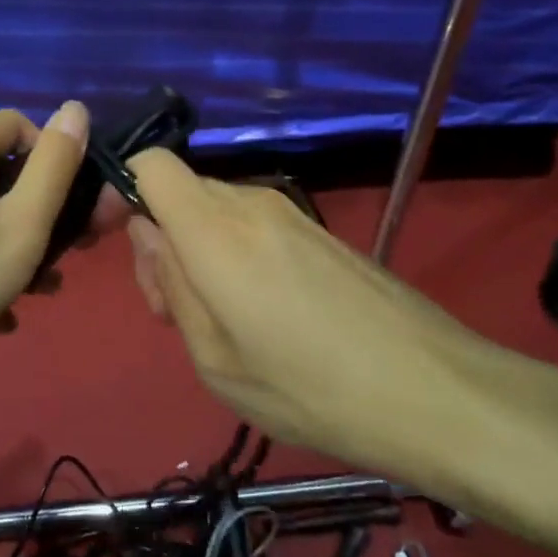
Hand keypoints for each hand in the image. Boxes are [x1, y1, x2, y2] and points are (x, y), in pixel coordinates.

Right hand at [124, 149, 531, 505]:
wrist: (436, 393)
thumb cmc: (311, 389)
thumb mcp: (215, 359)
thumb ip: (172, 284)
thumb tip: (148, 232)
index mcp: (214, 230)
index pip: (152, 164)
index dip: (124, 190)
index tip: (121, 243)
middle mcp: (249, 203)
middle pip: (179, 191)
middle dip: (160, 238)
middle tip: (175, 311)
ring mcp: (288, 212)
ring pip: (214, 209)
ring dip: (197, 249)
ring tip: (221, 321)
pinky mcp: (316, 230)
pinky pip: (251, 223)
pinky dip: (234, 252)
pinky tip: (263, 314)